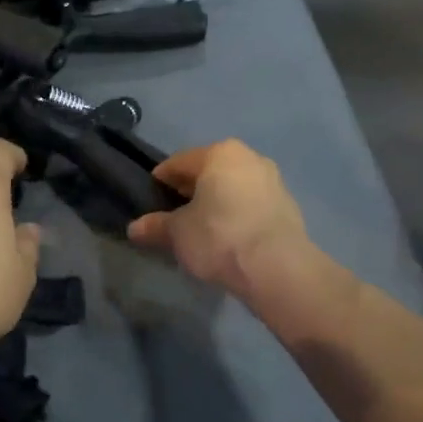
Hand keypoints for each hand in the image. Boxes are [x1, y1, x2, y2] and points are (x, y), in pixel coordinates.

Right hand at [127, 140, 313, 295]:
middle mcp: (249, 157)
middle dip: (191, 190)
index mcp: (219, 153)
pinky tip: (229, 238)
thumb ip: (156, 226)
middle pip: (209, 171)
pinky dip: (238, 215)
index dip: (161, 181)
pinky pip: (252, 204)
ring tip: (202, 228)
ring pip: (233, 187)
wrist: (277, 268)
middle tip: (174, 215)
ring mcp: (273, 181)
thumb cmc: (219, 237)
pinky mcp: (288, 206)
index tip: (151, 199)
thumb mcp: (178, 233)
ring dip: (217, 202)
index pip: (179, 162)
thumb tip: (134, 228)